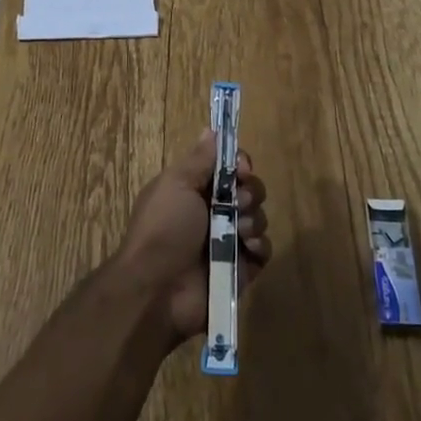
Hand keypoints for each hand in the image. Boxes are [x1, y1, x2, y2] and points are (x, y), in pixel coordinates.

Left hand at [114, 131, 269, 345]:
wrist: (157, 290)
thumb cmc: (164, 229)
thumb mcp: (176, 184)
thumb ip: (199, 159)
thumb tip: (211, 131)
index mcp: (195, 190)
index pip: (229, 168)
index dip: (240, 164)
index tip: (241, 169)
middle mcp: (214, 213)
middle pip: (249, 190)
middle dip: (250, 192)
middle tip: (237, 204)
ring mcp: (228, 242)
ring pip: (259, 218)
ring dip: (254, 219)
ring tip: (239, 231)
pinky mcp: (242, 269)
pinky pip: (263, 250)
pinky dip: (259, 246)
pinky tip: (246, 249)